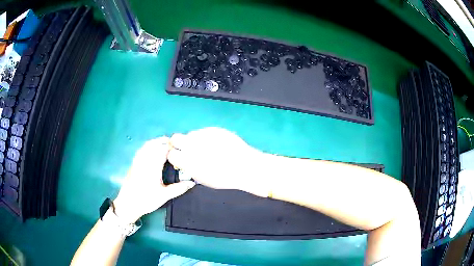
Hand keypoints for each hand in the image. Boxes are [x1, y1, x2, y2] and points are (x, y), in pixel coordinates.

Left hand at [113, 137, 194, 223]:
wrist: (128, 203)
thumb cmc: (146, 199)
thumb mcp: (164, 196)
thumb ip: (178, 188)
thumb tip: (192, 183)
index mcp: (153, 166)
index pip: (164, 149)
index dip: (173, 146)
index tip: (182, 148)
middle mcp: (145, 159)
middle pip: (155, 144)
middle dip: (166, 142)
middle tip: (176, 145)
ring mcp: (138, 160)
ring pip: (148, 145)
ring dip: (157, 142)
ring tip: (166, 145)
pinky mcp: (134, 163)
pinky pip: (142, 149)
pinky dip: (149, 146)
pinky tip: (152, 150)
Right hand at [168, 127, 269, 196]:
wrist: (245, 166)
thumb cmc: (223, 177)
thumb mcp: (202, 178)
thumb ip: (189, 168)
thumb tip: (182, 162)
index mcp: (188, 160)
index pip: (171, 153)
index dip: (174, 155)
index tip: (179, 156)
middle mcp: (192, 145)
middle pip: (175, 138)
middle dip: (178, 143)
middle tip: (187, 148)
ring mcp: (203, 134)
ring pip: (191, 134)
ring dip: (195, 140)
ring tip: (207, 147)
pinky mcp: (214, 129)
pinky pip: (205, 131)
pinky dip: (207, 137)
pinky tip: (217, 144)